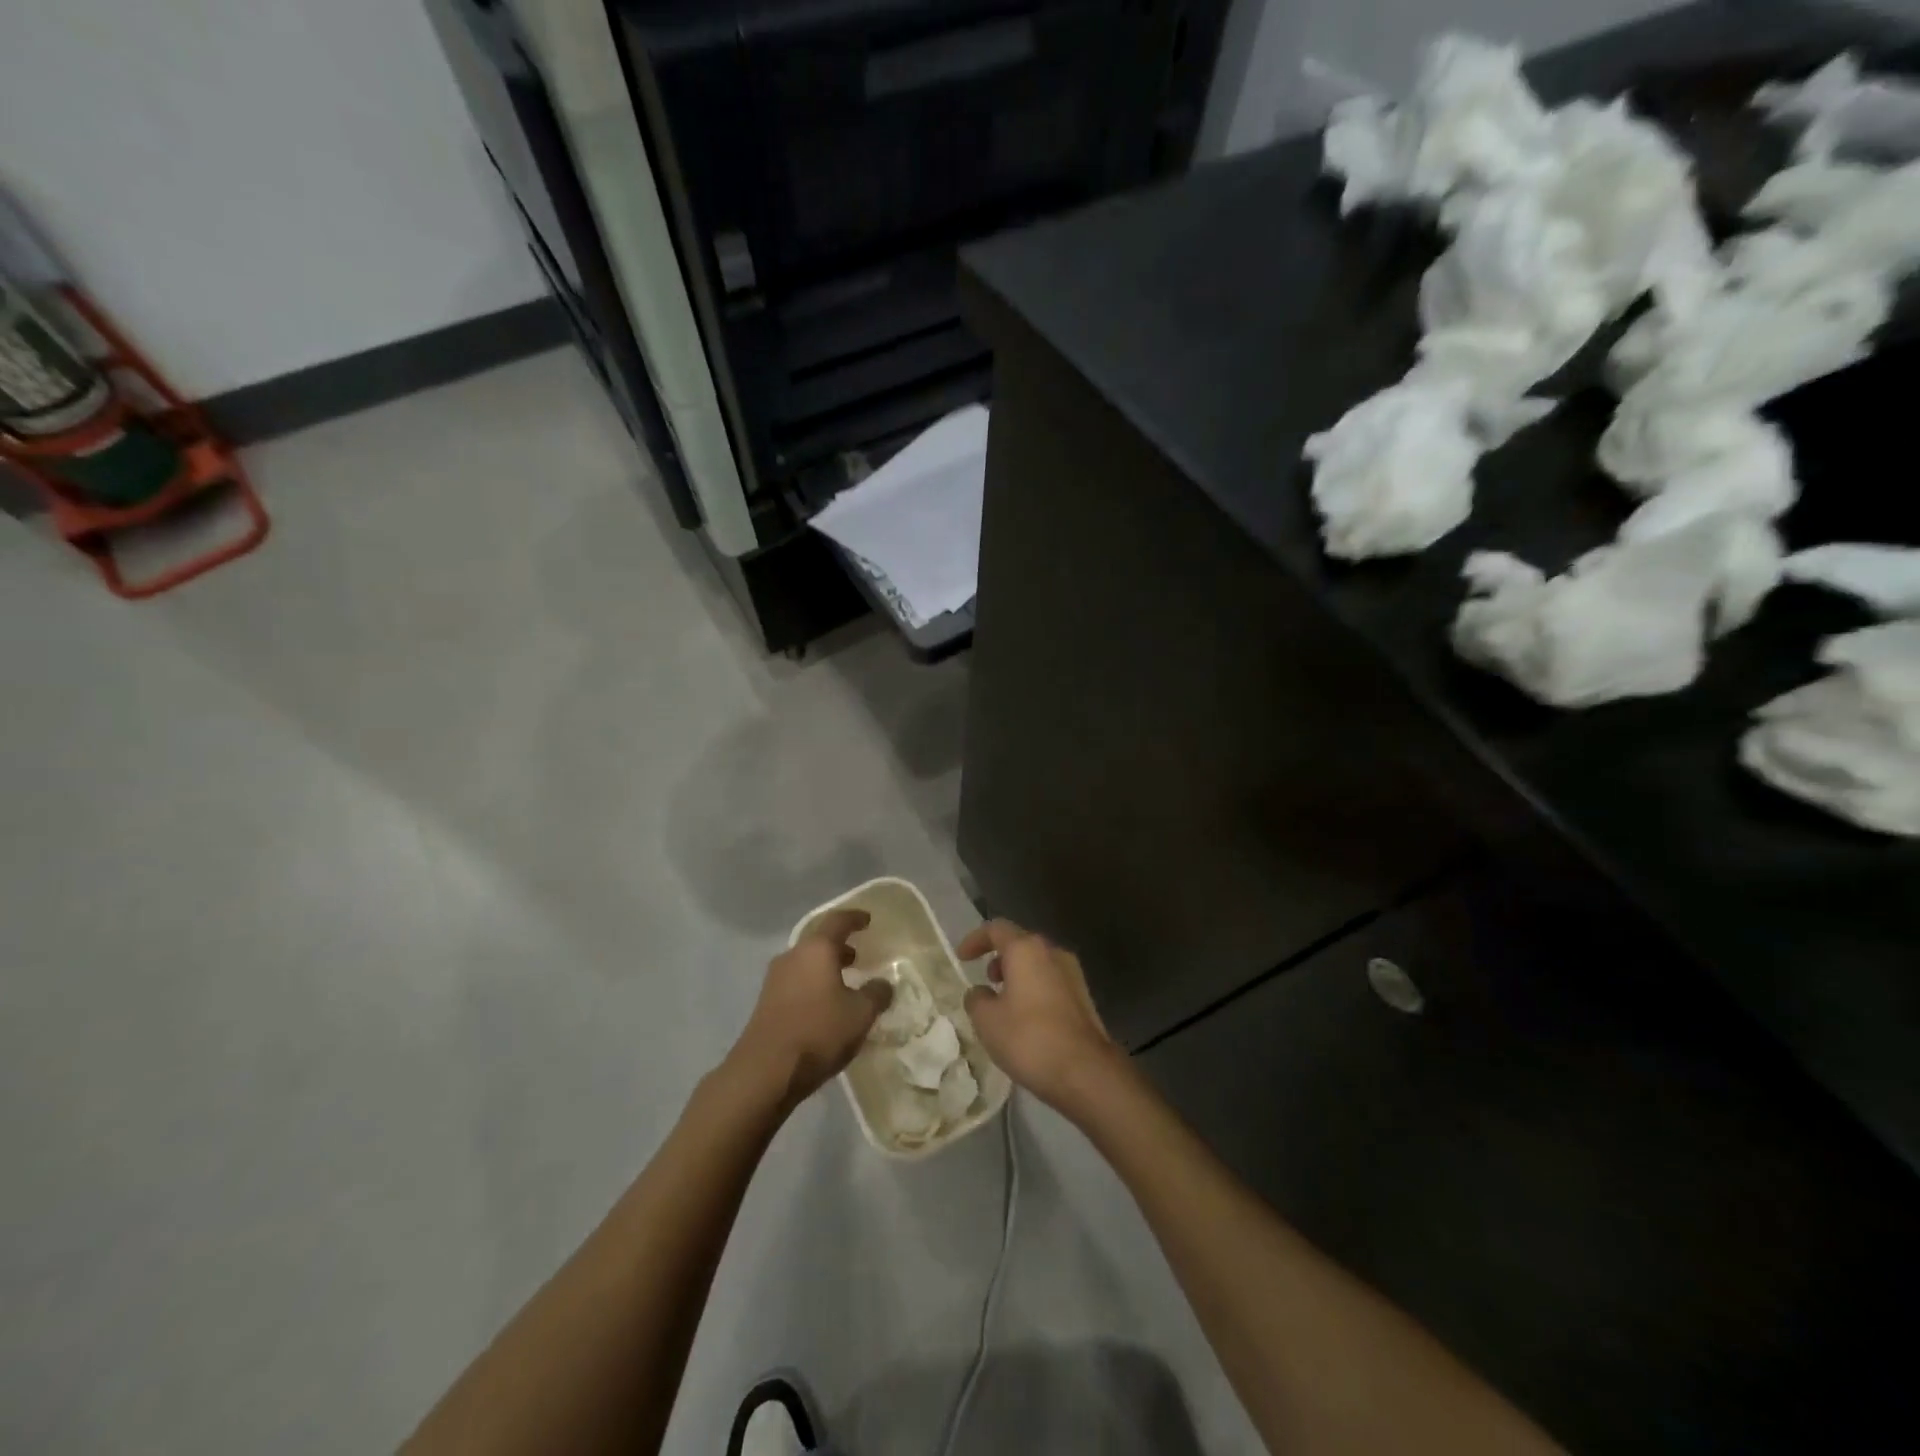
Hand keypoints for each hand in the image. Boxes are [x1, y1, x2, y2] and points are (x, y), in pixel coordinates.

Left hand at [730, 910, 893, 1110]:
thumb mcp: (860, 1014)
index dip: (854, 918)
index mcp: (816, 949)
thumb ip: (876, 994)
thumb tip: (883, 984)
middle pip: (818, 942)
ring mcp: (775, 979)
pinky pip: (796, 982)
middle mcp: (792, 956)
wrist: (765, 1071)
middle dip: (839, 946)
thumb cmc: (818, 1032)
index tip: (867, 920)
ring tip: (844, 982)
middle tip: (858, 956)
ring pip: (805, 963)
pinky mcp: (766, 1003)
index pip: (837, 921)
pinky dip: (813, 984)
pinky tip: (825, 1006)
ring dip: (825, 967)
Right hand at [959, 919, 1123, 1114]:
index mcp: (1026, 949)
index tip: (962, 958)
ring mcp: (1073, 974)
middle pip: (1020, 944)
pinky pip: (1052, 982)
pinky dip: (1034, 989)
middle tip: (986, 980)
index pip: (996, 929)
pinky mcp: (1084, 997)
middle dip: (999, 958)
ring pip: (1038, 963)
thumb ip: (976, 999)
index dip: (975, 940)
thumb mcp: (987, 1021)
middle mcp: (1052, 952)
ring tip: (1004, 1003)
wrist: (1086, 1071)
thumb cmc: (1029, 1038)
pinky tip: (1027, 1019)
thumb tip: (980, 992)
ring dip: (1018, 975)